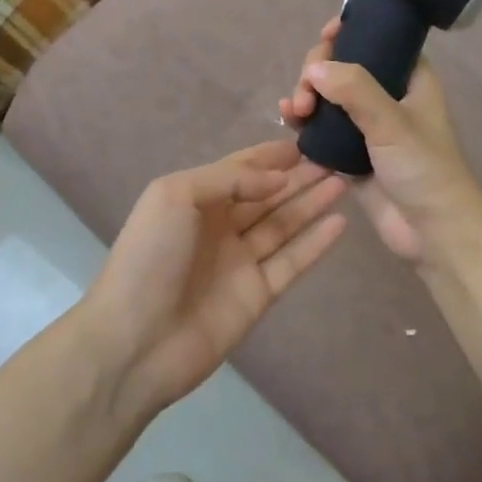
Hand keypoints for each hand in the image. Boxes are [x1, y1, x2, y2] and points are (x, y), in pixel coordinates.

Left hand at [79, 139, 348, 410]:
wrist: (136, 339)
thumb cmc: (150, 256)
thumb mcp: (176, 196)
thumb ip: (228, 178)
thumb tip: (277, 179)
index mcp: (194, 200)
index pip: (239, 170)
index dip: (269, 157)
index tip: (306, 142)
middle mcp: (218, 227)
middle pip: (266, 195)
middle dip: (298, 177)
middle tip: (336, 158)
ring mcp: (239, 262)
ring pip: (283, 225)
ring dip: (311, 203)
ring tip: (344, 181)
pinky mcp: (258, 295)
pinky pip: (292, 262)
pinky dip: (315, 243)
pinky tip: (339, 222)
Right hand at [278, 17, 481, 266]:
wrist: (433, 232)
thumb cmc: (425, 170)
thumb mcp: (392, 123)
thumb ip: (355, 90)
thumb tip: (314, 69)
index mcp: (409, 78)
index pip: (375, 39)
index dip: (349, 32)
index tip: (325, 35)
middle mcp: (386, 96)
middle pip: (342, 67)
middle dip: (317, 72)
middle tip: (305, 94)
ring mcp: (366, 126)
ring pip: (327, 97)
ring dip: (306, 96)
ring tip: (294, 112)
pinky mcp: (348, 154)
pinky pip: (320, 128)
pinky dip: (303, 121)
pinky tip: (288, 121)